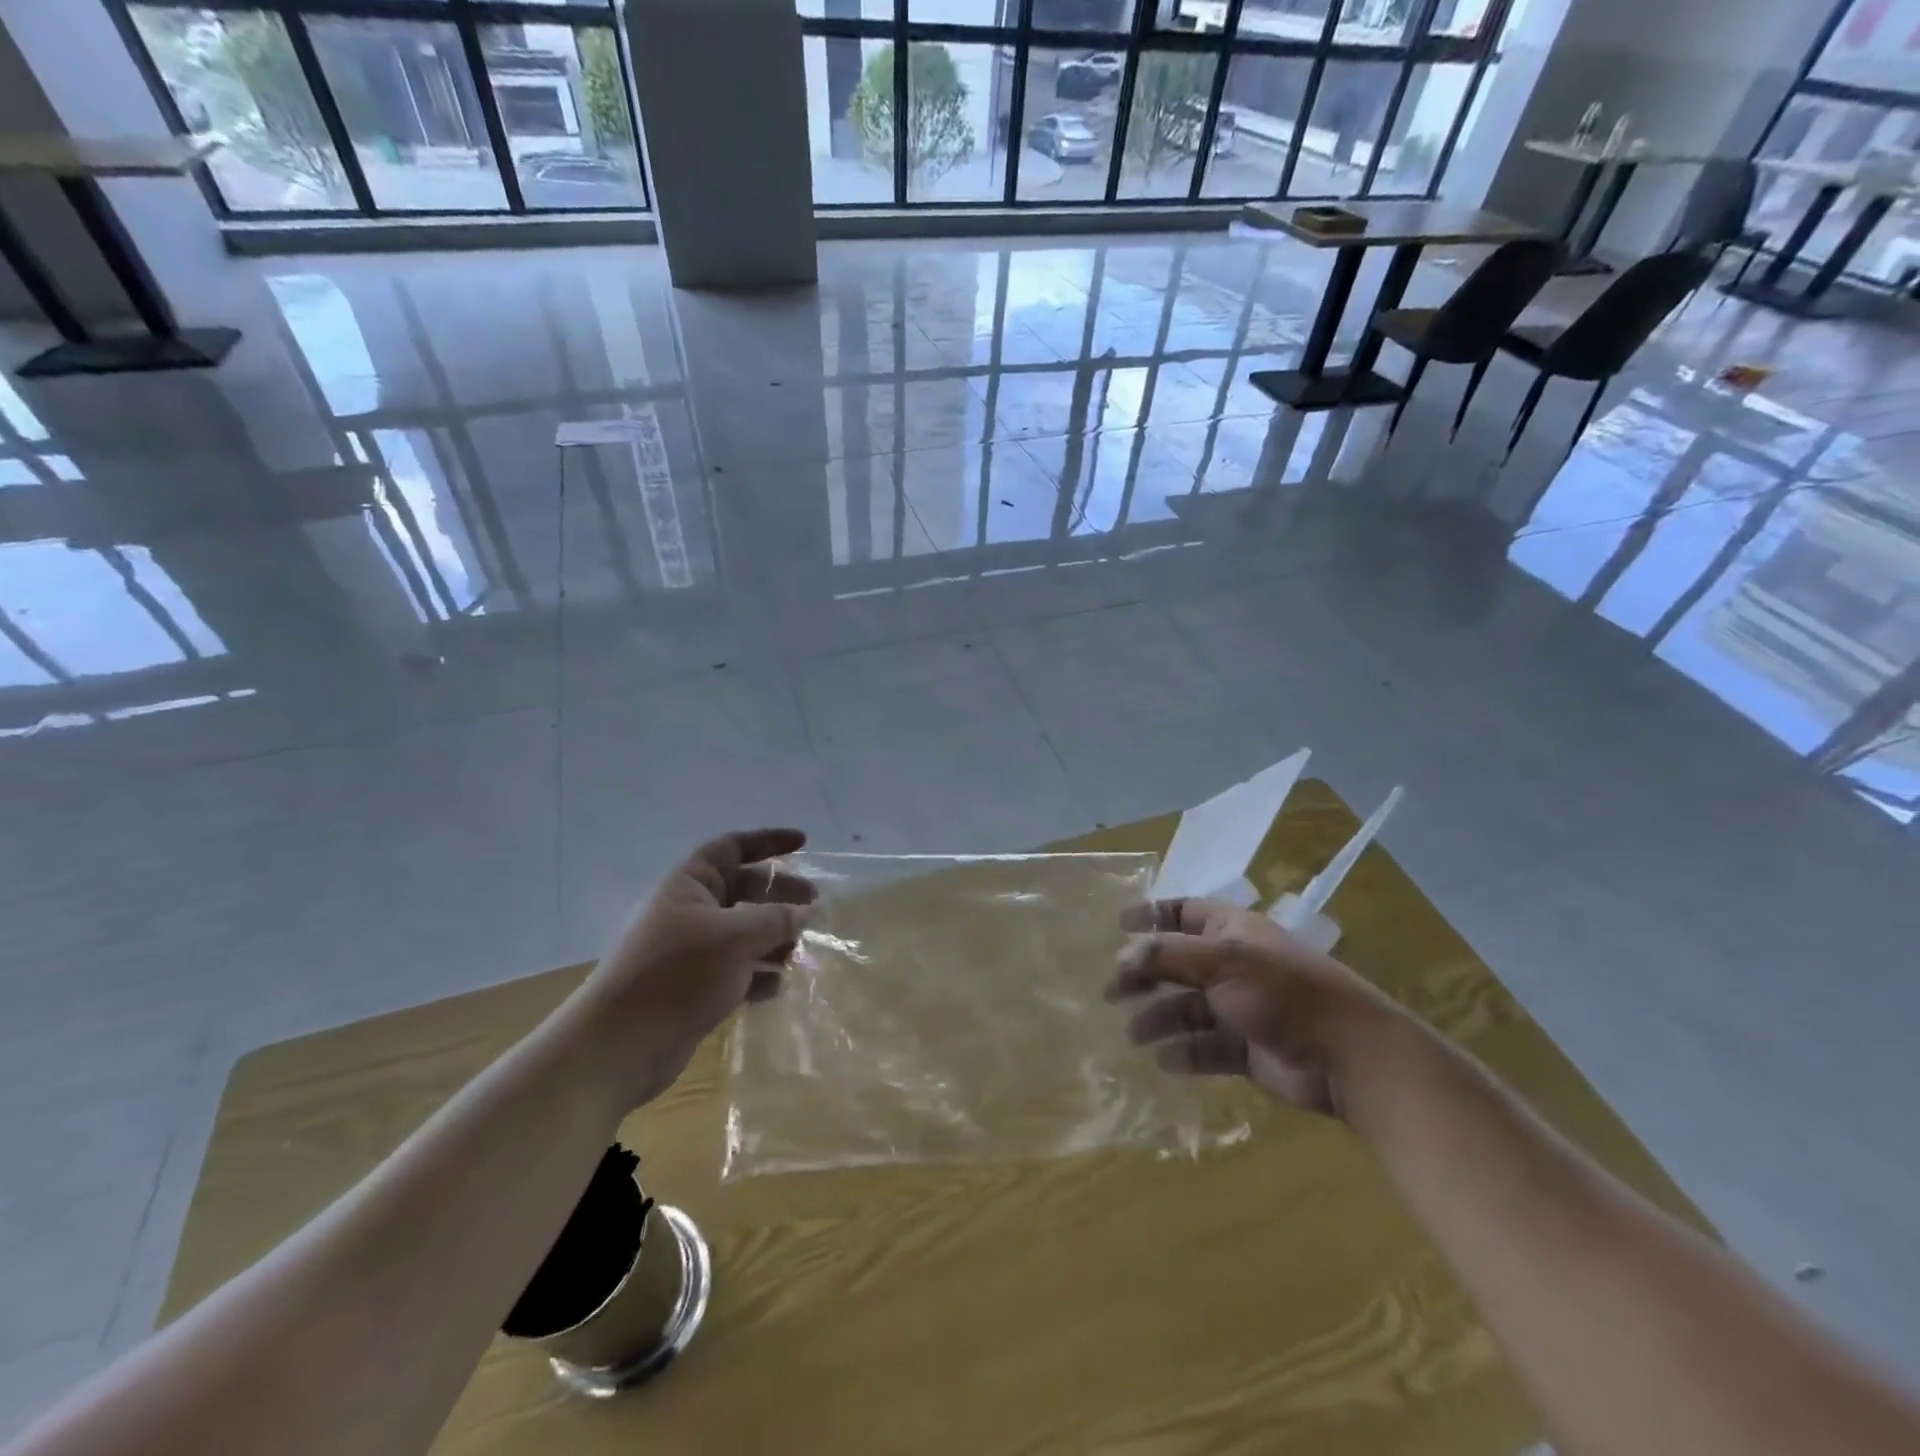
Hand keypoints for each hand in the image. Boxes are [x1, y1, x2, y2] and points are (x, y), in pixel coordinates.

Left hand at [572, 829, 815, 1107]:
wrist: (619, 1046)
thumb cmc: (677, 975)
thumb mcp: (735, 937)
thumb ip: (776, 919)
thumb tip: (805, 911)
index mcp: (691, 884)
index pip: (734, 847)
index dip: (769, 840)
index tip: (804, 842)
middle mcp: (691, 910)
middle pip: (746, 889)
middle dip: (781, 895)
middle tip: (815, 906)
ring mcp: (693, 949)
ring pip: (745, 932)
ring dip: (774, 939)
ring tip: (797, 954)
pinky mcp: (696, 986)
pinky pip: (738, 969)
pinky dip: (758, 974)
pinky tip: (775, 988)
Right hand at [1106, 898, 1398, 1117]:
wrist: (1348, 1057)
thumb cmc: (1283, 992)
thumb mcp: (1223, 961)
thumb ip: (1168, 955)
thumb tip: (1122, 956)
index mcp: (1232, 932)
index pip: (1183, 913)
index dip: (1150, 915)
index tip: (1116, 926)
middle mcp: (1233, 965)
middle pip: (1176, 964)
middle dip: (1144, 975)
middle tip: (1110, 992)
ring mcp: (1240, 1008)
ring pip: (1187, 1009)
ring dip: (1158, 1019)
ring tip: (1133, 1035)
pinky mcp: (1246, 1050)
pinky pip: (1204, 1048)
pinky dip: (1183, 1054)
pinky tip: (1164, 1062)